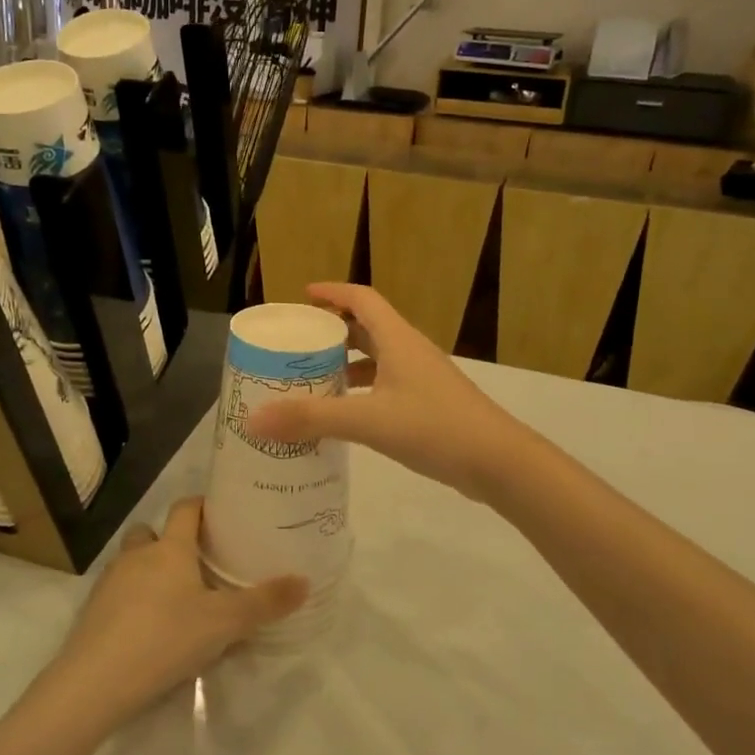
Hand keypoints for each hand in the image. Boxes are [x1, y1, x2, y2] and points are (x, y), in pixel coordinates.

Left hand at [52, 498, 306, 724]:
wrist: (95, 681)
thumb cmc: (165, 638)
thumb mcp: (224, 623)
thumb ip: (265, 603)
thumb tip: (305, 581)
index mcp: (170, 548)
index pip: (185, 509)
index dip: (202, 506)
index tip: (220, 515)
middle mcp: (138, 556)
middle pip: (152, 532)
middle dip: (170, 540)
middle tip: (196, 563)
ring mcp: (110, 582)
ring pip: (131, 562)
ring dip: (149, 571)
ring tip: (174, 598)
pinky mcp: (93, 611)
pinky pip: (117, 593)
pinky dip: (132, 600)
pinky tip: (147, 629)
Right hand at [246, 283, 525, 499]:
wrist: (499, 462)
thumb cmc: (435, 428)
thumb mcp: (368, 421)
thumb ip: (312, 418)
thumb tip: (254, 419)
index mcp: (398, 340)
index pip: (362, 299)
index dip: (332, 293)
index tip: (302, 296)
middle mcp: (410, 351)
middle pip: (368, 327)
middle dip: (333, 331)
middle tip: (299, 344)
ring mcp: (423, 378)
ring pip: (378, 358)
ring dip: (348, 363)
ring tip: (314, 379)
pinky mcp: (430, 404)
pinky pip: (387, 385)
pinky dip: (363, 390)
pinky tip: (347, 415)